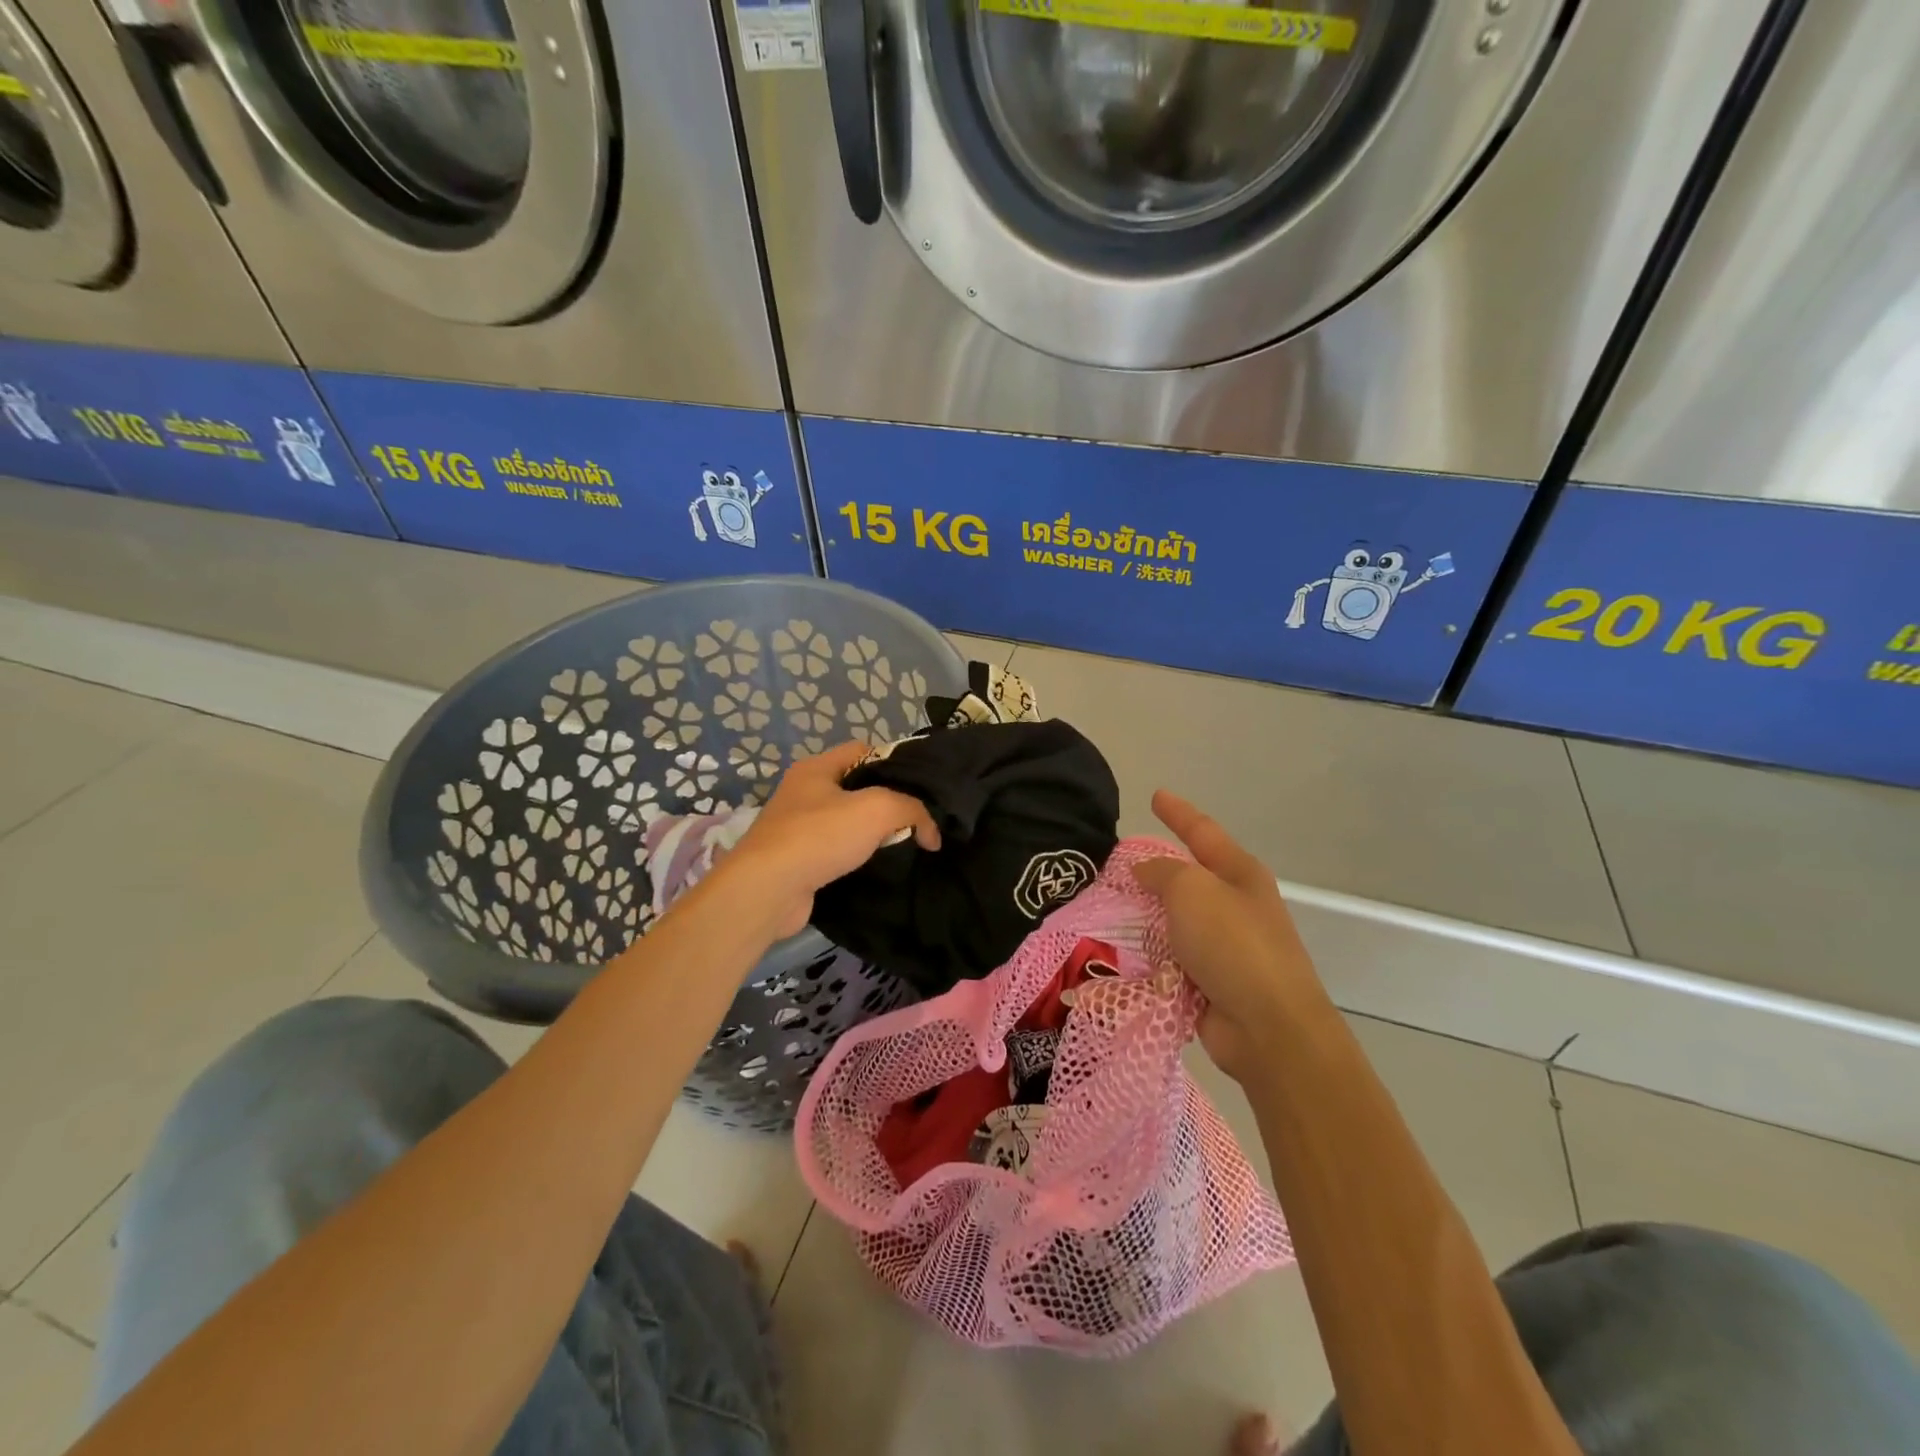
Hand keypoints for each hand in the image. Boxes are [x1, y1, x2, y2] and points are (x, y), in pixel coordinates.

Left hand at [719, 741, 939, 937]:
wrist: (768, 890)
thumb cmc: (820, 836)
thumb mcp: (877, 809)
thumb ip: (912, 810)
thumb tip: (931, 832)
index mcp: (816, 768)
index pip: (863, 750)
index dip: (893, 763)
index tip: (919, 788)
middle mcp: (803, 792)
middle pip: (857, 787)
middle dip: (887, 802)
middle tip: (917, 820)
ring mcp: (797, 828)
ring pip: (847, 822)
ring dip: (872, 835)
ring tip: (904, 846)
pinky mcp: (797, 861)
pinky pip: (836, 852)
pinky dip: (856, 859)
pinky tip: (877, 869)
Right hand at [1133, 791, 1327, 1084]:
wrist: (1269, 1028)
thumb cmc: (1234, 946)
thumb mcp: (1192, 891)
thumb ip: (1163, 873)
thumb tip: (1146, 871)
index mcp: (1239, 874)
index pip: (1202, 831)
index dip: (1177, 812)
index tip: (1155, 795)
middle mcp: (1235, 906)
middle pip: (1186, 879)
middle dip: (1152, 873)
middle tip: (1113, 866)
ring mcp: (1225, 948)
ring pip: (1173, 922)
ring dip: (1145, 920)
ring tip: (1104, 912)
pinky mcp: (1210, 983)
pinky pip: (1170, 960)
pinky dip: (1149, 957)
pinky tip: (1119, 956)